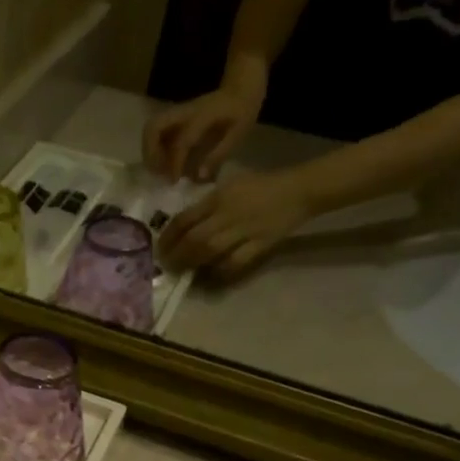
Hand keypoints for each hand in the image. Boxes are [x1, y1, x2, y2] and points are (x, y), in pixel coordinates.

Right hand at [142, 81, 264, 181]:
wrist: (241, 87)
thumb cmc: (242, 110)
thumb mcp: (238, 133)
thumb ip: (218, 155)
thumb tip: (199, 177)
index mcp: (201, 116)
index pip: (181, 141)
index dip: (174, 163)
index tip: (174, 181)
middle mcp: (184, 112)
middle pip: (153, 127)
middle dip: (150, 152)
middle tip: (158, 171)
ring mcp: (177, 113)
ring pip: (150, 129)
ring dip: (149, 151)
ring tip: (158, 169)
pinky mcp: (175, 118)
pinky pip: (156, 132)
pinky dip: (154, 148)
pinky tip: (163, 161)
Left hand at [158, 169, 318, 281]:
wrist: (299, 190)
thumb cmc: (261, 186)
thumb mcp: (230, 186)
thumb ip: (207, 204)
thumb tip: (183, 224)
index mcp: (218, 197)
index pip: (185, 218)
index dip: (168, 236)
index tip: (160, 248)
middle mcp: (228, 213)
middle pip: (195, 238)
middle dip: (177, 255)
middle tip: (167, 265)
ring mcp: (245, 229)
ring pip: (211, 250)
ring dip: (193, 263)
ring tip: (184, 271)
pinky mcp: (261, 243)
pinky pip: (235, 262)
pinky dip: (220, 270)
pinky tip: (212, 275)